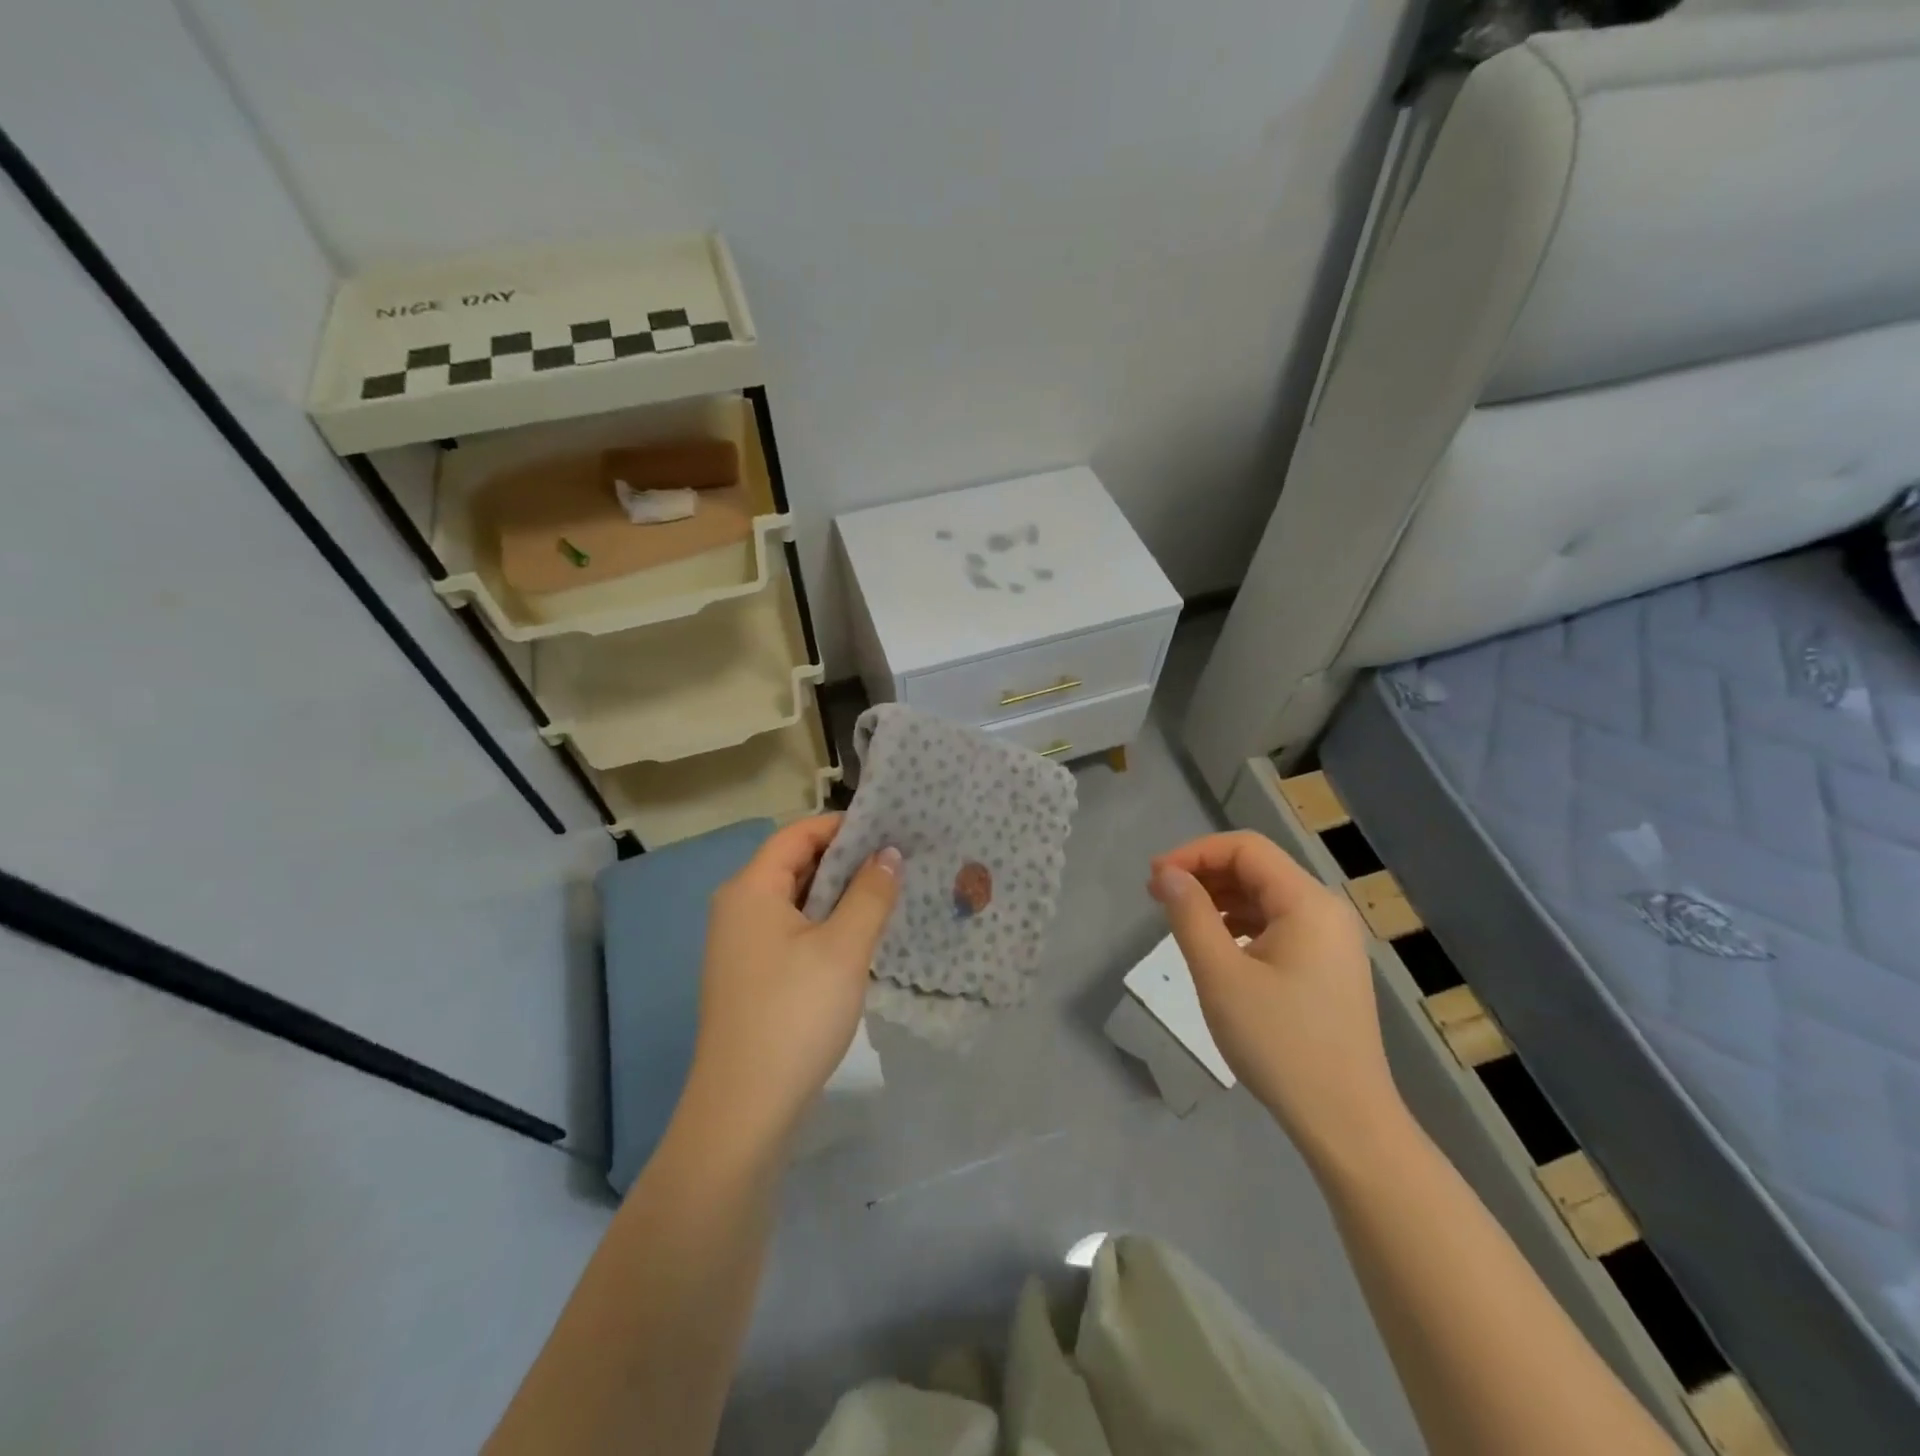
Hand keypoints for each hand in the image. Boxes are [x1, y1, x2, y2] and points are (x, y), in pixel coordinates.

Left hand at [684, 815, 900, 1148]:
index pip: (797, 834)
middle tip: (898, 860)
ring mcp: (741, 945)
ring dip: (838, 894)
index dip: (842, 825)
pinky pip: (792, 931)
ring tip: (888, 893)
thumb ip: (870, 894)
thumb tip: (888, 854)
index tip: (890, 828)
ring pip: (796, 901)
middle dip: (845, 859)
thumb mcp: (844, 948)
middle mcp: (738, 908)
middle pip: (794, 864)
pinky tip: (860, 936)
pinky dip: (825, 924)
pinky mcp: (752, 976)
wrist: (744, 1110)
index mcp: (751, 890)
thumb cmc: (794, 1015)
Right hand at [1149, 831, 1405, 1161]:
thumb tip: (1166, 874)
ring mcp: (1331, 941)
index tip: (1154, 878)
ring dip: (1220, 899)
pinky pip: (1277, 926)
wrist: (1345, 1121)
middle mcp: (1325, 911)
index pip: (1245, 849)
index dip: (1194, 853)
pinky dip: (1240, 924)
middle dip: (1204, 874)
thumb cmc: (1279, 1042)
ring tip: (1181, 921)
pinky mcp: (1327, 968)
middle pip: (1257, 869)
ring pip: (1266, 898)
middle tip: (1158, 897)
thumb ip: (1189, 914)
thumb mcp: (1220, 974)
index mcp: (1307, 903)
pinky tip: (1217, 947)